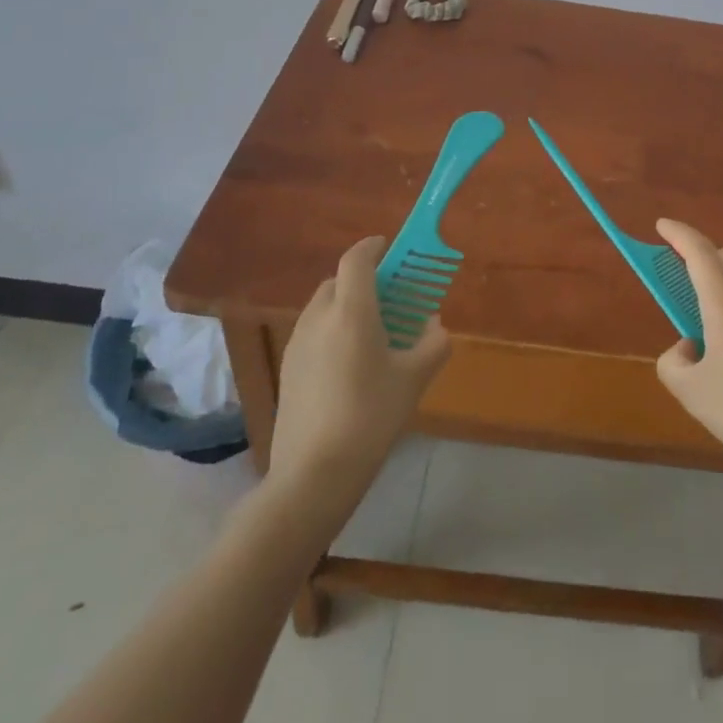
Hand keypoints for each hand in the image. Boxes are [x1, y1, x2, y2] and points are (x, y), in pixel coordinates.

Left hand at [263, 235, 450, 492]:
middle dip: (363, 279)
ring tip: (373, 332)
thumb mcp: (414, 379)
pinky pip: (313, 333)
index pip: (357, 259)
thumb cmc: (370, 417)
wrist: (313, 476)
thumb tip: (434, 326)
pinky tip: (350, 365)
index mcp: (351, 311)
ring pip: (323, 307)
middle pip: (338, 281)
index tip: (391, 247)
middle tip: (390, 296)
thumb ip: (432, 344)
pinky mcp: (287, 369)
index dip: (374, 247)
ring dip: (346, 306)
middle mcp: (319, 318)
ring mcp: (297, 344)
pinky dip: (332, 331)